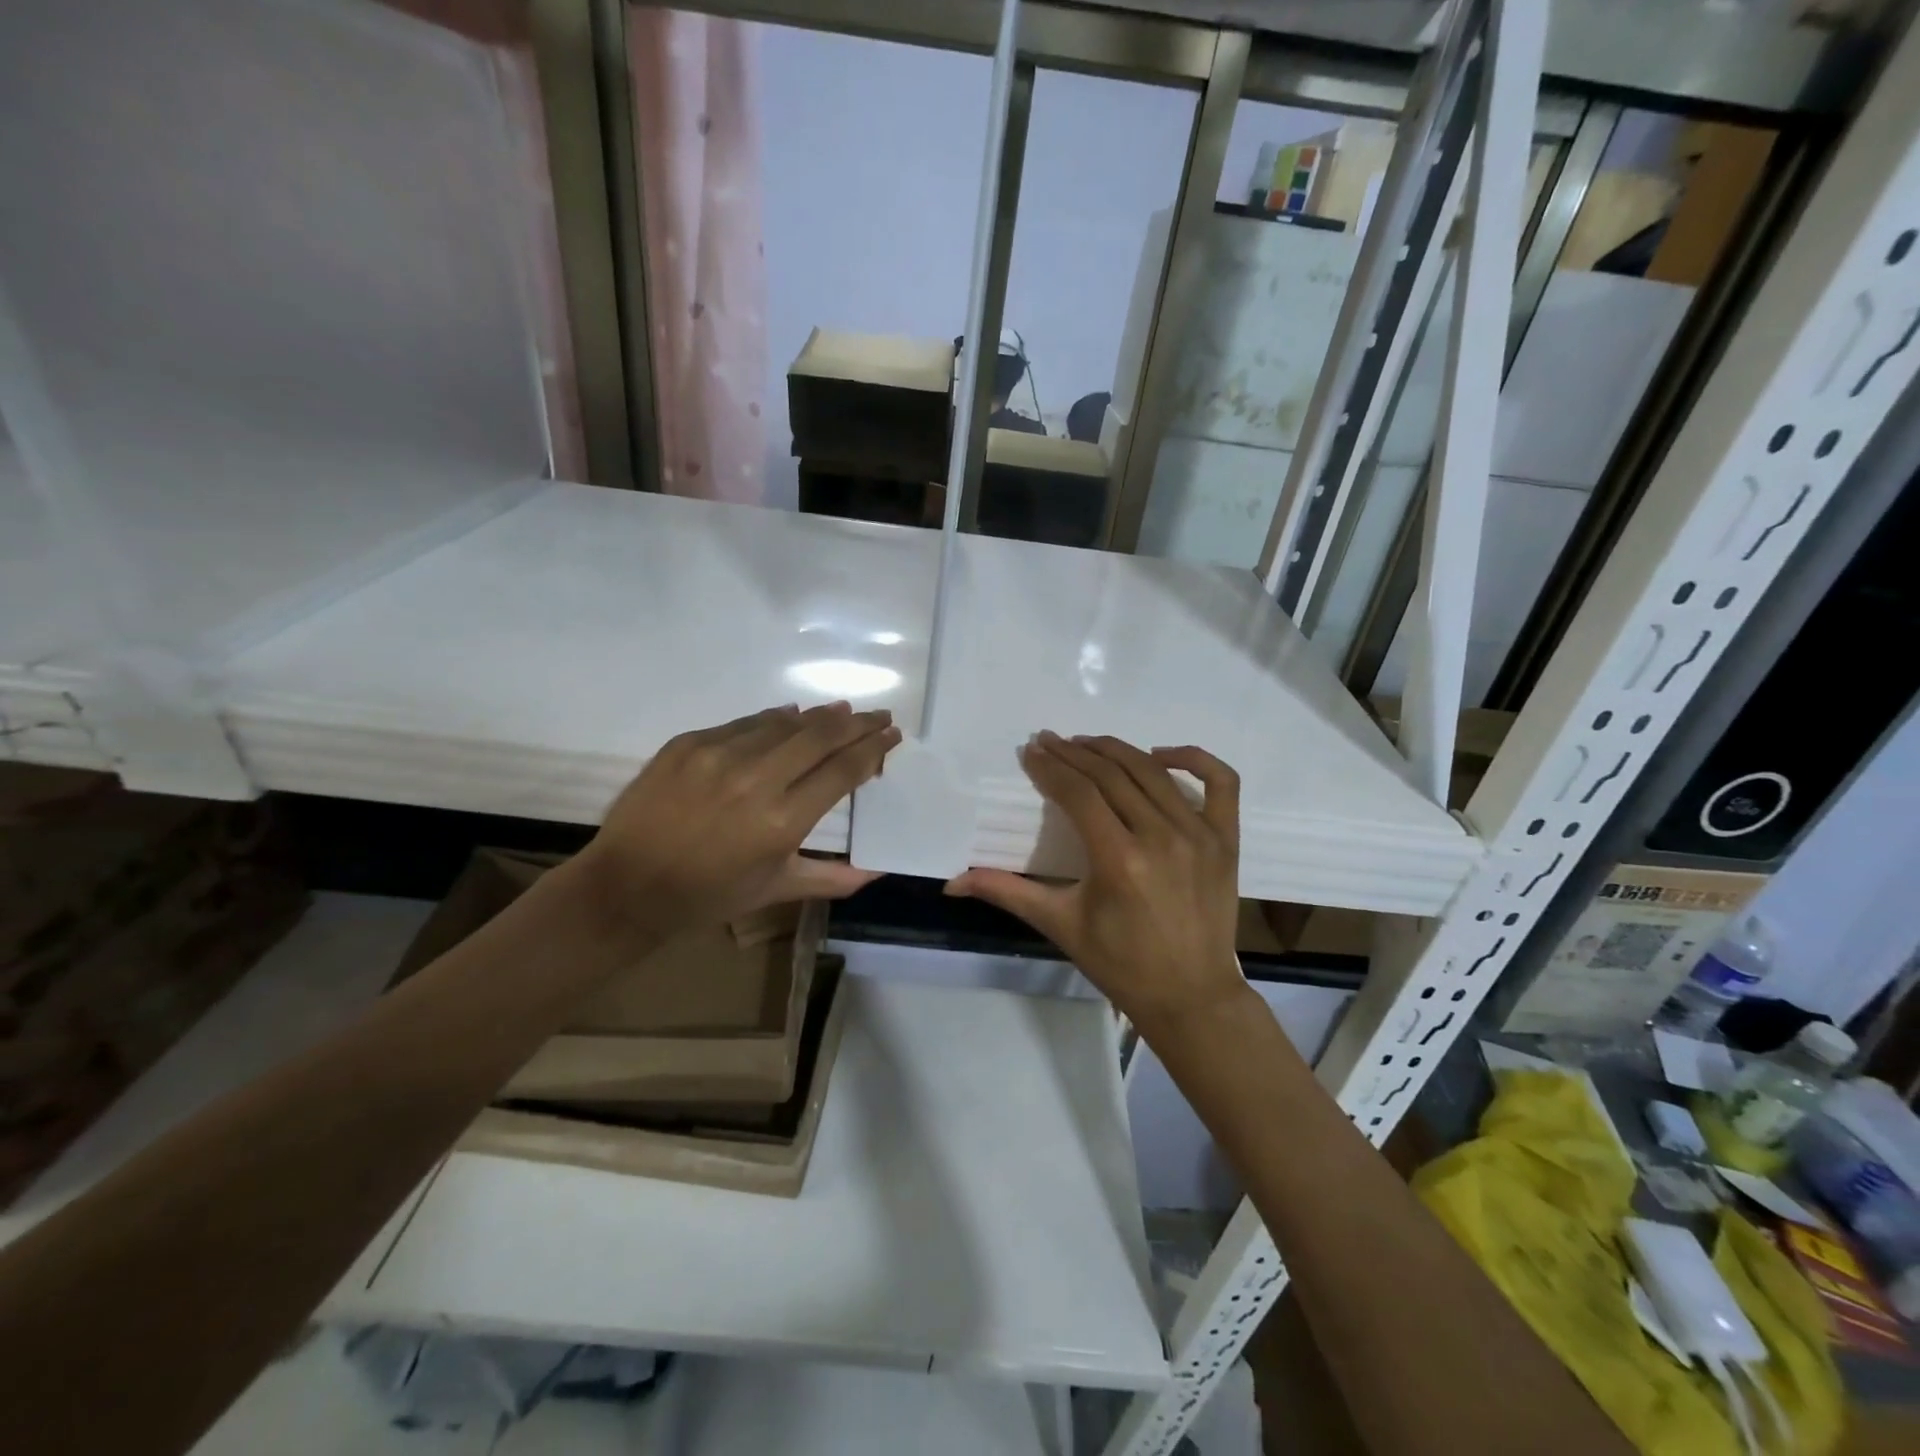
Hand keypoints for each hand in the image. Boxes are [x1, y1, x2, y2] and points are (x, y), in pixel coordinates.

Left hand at [577, 702, 900, 939]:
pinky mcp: (689, 743)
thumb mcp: (775, 890)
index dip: (874, 749)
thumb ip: (832, 878)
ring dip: (820, 716)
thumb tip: (878, 872)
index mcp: (782, 821)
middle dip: (858, 723)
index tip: (892, 736)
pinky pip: (745, 723)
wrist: (626, 886)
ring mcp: (719, 755)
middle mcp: (756, 779)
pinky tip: (791, 716)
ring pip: (785, 723)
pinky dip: (774, 719)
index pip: (843, 770)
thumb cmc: (708, 896)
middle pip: (822, 736)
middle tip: (879, 715)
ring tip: (843, 711)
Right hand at [945, 732, 1247, 1035]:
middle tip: (1049, 741)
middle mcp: (1161, 837)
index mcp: (1118, 860)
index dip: (1050, 767)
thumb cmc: (1120, 963)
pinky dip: (1193, 757)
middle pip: (1111, 775)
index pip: (1078, 793)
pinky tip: (1161, 754)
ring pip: (1153, 771)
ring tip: (1086, 743)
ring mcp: (1200, 834)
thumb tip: (951, 883)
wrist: (1191, 996)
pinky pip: (1220, 782)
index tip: (1030, 752)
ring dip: (1115, 750)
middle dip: (1074, 753)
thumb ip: (1007, 892)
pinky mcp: (1227, 839)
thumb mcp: (1060, 925)